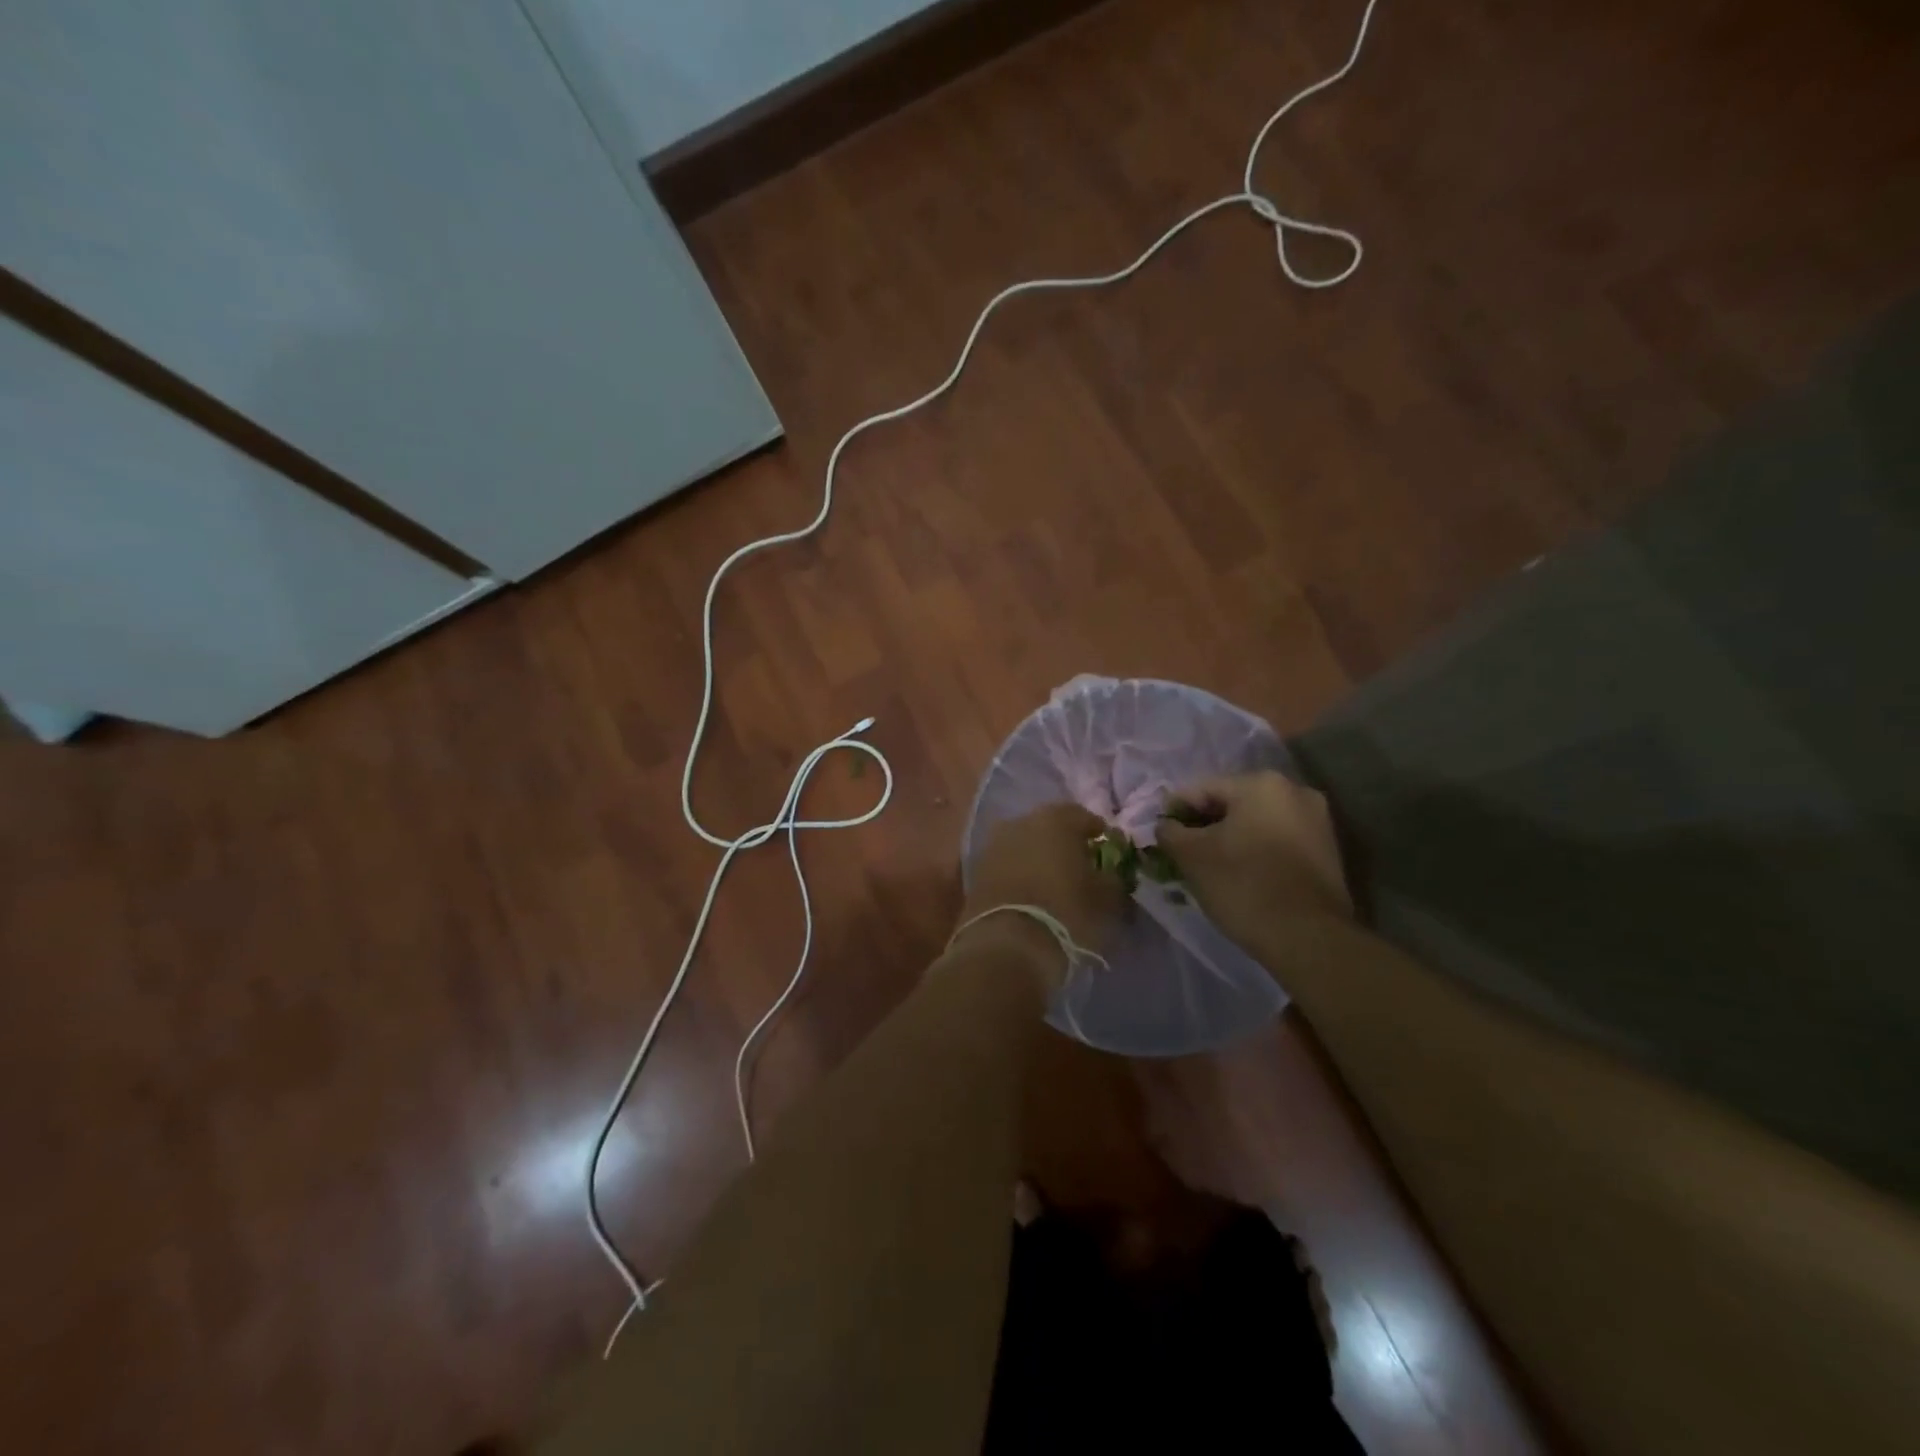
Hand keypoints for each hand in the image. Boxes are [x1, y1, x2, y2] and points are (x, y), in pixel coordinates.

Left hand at [958, 803, 1124, 987]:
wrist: (1007, 946)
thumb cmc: (1066, 913)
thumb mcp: (1105, 899)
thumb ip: (1112, 879)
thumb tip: (1110, 874)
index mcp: (1054, 820)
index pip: (1081, 815)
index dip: (1096, 830)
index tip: (1104, 846)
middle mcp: (1019, 823)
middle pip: (1048, 826)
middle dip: (1063, 841)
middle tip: (1078, 863)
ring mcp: (993, 845)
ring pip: (1024, 844)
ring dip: (1038, 856)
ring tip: (1053, 880)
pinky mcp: (976, 871)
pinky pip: (1006, 864)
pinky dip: (1019, 872)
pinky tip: (1030, 892)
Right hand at [1155, 772, 1351, 938]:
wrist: (1309, 938)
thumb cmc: (1244, 885)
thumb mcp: (1191, 856)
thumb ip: (1170, 832)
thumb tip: (1165, 826)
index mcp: (1262, 783)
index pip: (1203, 789)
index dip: (1175, 811)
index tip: (1160, 835)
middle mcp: (1295, 791)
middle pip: (1233, 804)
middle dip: (1205, 826)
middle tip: (1182, 853)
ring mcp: (1318, 822)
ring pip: (1257, 824)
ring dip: (1230, 840)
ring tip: (1209, 868)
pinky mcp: (1328, 852)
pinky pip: (1278, 842)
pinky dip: (1256, 853)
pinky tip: (1241, 877)